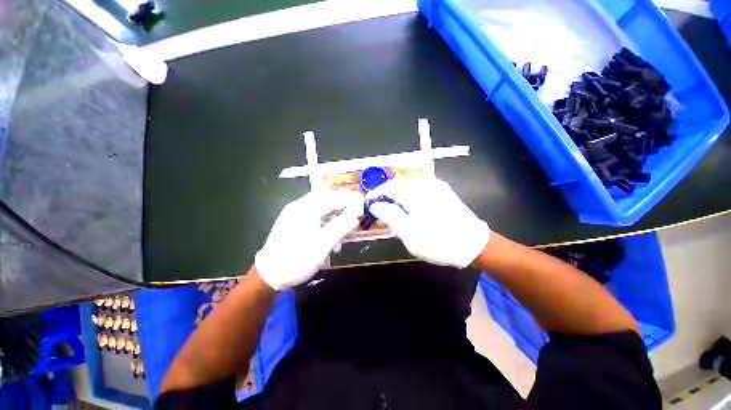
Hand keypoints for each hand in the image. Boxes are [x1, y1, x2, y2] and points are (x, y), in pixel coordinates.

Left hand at [255, 189, 363, 289]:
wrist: (269, 275)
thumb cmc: (298, 259)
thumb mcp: (323, 244)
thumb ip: (341, 227)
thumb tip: (355, 216)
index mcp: (306, 209)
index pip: (333, 197)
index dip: (349, 199)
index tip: (362, 203)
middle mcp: (300, 206)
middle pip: (326, 198)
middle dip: (342, 206)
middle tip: (354, 215)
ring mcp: (295, 214)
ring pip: (321, 208)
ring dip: (335, 216)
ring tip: (344, 233)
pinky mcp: (293, 222)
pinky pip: (314, 216)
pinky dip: (326, 222)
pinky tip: (331, 237)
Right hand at [367, 177, 489, 267]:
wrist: (473, 245)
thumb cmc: (438, 242)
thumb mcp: (409, 233)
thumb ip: (391, 216)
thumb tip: (376, 205)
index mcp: (416, 195)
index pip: (390, 187)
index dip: (377, 193)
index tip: (370, 202)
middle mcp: (426, 185)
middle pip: (399, 183)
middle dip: (387, 193)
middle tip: (380, 206)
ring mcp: (437, 187)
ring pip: (410, 184)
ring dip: (398, 193)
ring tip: (393, 207)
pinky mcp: (443, 191)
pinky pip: (420, 188)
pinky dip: (409, 194)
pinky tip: (409, 206)